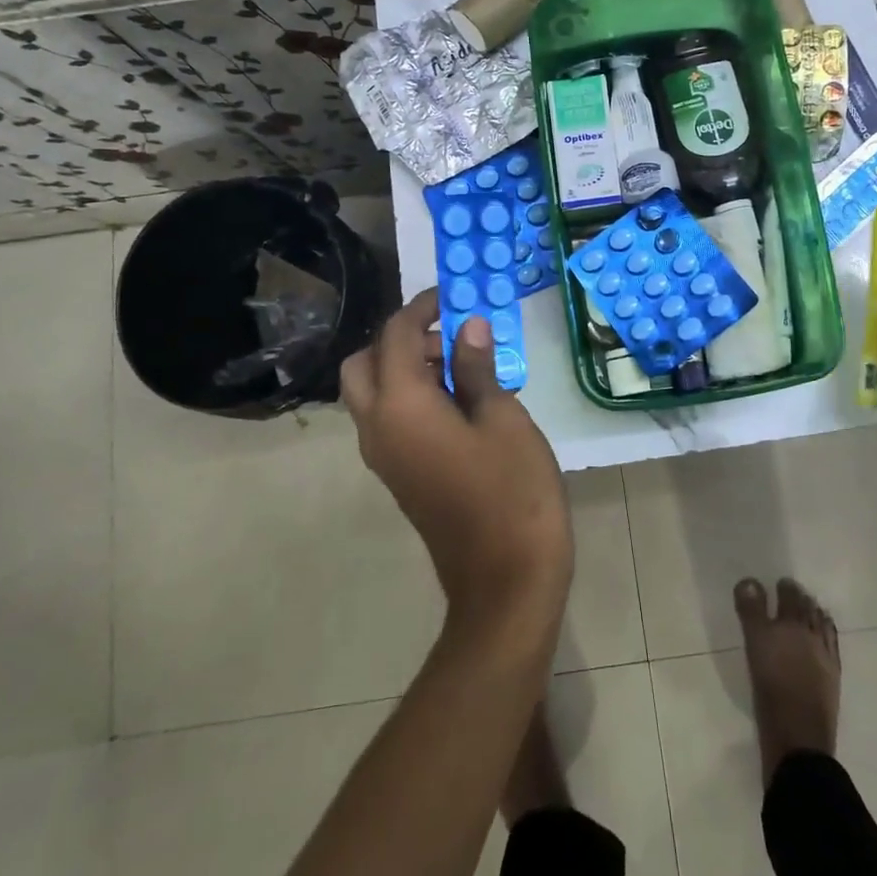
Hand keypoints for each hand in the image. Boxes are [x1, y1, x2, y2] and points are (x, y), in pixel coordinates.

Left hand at [340, 289, 572, 635]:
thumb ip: (477, 368)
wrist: (504, 580)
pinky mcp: (398, 475)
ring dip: (404, 367)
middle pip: (364, 364)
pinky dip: (409, 396)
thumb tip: (467, 326)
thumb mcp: (503, 419)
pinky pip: (388, 419)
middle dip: (399, 339)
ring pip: (372, 393)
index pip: (394, 336)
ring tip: (465, 368)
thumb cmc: (512, 492)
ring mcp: (383, 456)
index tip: (452, 295)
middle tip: (450, 338)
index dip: (421, 308)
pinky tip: (461, 403)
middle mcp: (378, 427)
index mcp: (400, 406)